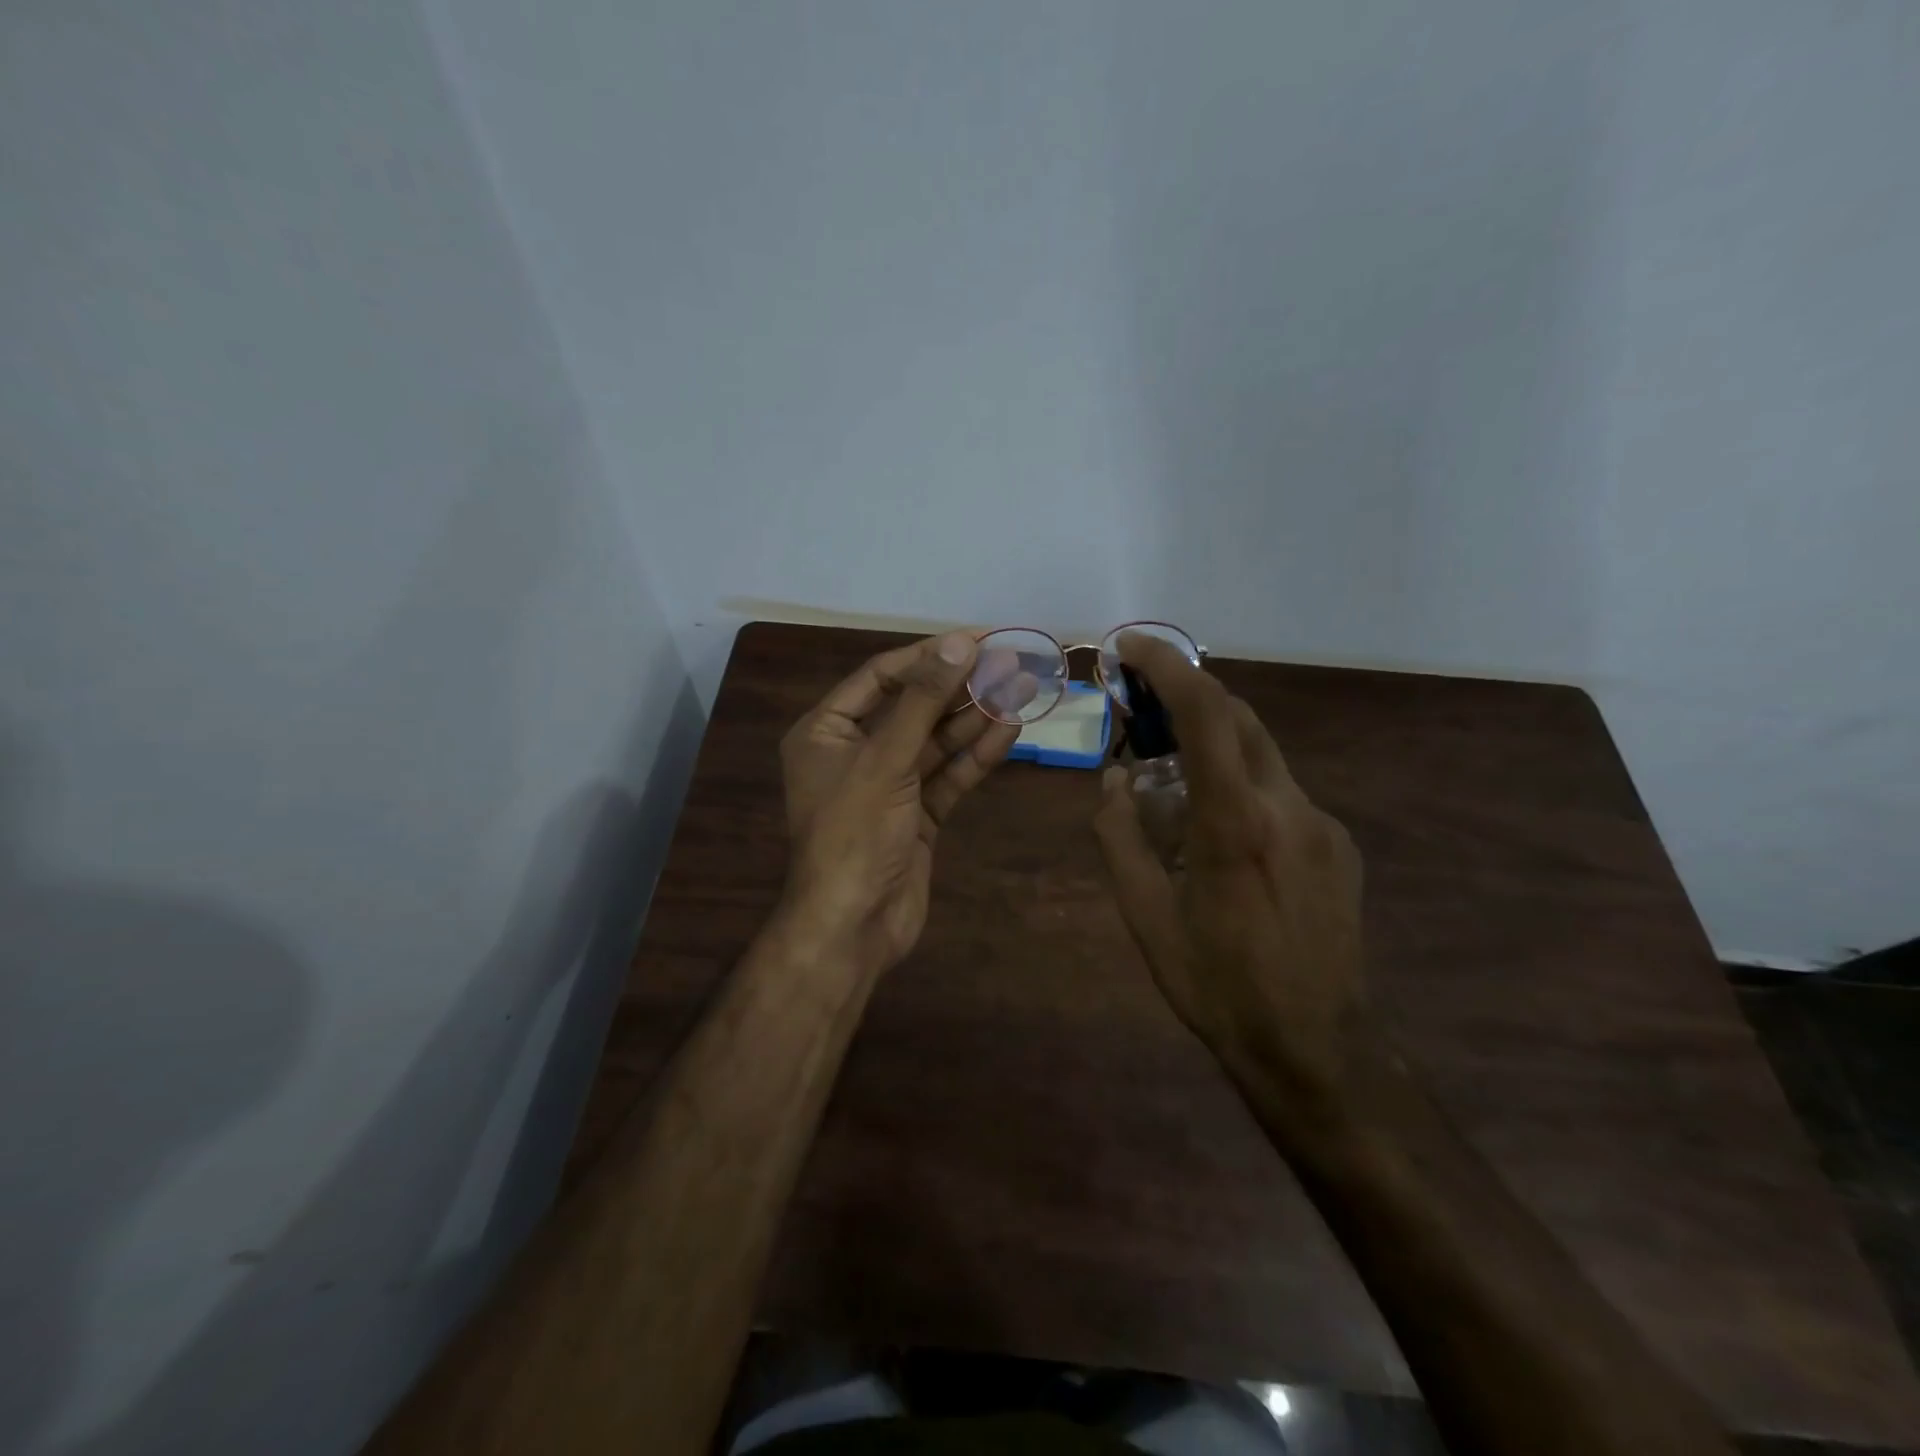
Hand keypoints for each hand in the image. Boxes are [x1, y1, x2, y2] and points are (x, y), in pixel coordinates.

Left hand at [779, 631, 1032, 979]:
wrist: (854, 928)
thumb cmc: (854, 834)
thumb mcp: (885, 761)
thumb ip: (923, 701)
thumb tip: (959, 643)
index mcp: (825, 732)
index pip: (881, 677)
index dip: (929, 656)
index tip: (976, 639)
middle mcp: (855, 752)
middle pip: (913, 707)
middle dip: (959, 687)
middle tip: (1009, 661)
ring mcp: (889, 786)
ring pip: (936, 742)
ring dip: (975, 718)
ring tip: (1021, 688)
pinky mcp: (917, 815)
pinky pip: (948, 776)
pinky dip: (976, 756)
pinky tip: (1010, 730)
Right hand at [1092, 634, 1370, 1108]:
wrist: (1316, 1046)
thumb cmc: (1217, 984)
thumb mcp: (1145, 916)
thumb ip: (1120, 837)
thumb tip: (1114, 781)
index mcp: (1234, 822)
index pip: (1205, 713)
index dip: (1167, 666)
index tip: (1130, 646)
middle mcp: (1288, 807)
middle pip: (1240, 717)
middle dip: (1187, 695)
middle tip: (1140, 709)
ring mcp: (1322, 824)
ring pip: (1262, 753)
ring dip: (1214, 742)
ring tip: (1171, 776)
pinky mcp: (1338, 844)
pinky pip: (1281, 791)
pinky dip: (1241, 783)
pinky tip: (1220, 830)